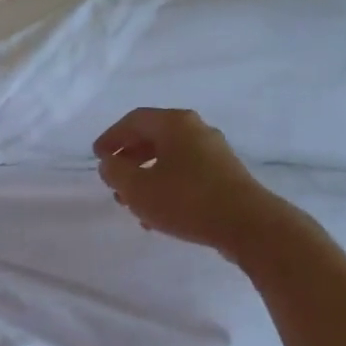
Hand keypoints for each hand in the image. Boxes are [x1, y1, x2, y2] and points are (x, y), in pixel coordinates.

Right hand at [94, 108, 281, 254]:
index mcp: (174, 123)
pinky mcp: (225, 175)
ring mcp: (214, 152)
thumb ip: (116, 172)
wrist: (248, 224)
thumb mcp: (138, 189)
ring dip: (146, 177)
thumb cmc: (186, 200)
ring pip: (170, 158)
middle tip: (113, 180)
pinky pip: (186, 174)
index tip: (97, 157)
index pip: (134, 120)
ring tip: (131, 203)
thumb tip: (109, 163)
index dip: (111, 137)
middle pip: (153, 137)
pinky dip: (166, 187)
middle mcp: (196, 130)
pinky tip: (157, 216)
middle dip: (129, 159)